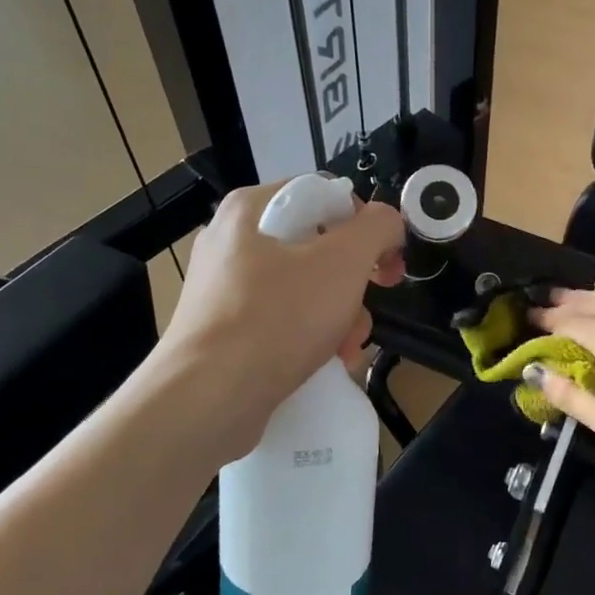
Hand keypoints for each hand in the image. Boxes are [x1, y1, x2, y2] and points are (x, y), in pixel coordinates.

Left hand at [156, 181, 404, 462]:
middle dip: (354, 285)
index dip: (366, 225)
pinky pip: (281, 320)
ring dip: (338, 318)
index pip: (325, 195)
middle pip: (318, 247)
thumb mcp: (343, 262)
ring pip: (304, 288)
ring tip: (346, 351)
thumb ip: (377, 227)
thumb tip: (387, 223)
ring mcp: (224, 288)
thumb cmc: (277, 319)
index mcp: (251, 209)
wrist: (207, 399)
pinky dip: (309, 338)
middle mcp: (232, 241)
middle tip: (367, 311)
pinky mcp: (223, 330)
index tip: (388, 264)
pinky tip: (325, 365)